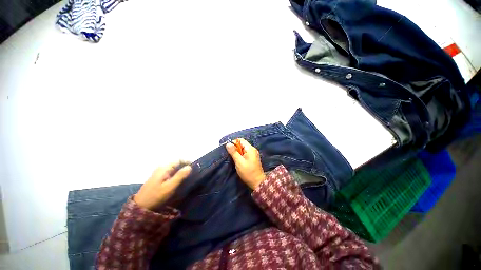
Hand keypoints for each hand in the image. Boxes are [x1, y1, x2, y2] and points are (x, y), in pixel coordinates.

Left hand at [134, 161, 191, 209]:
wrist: (141, 206)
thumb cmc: (156, 196)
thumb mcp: (170, 186)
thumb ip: (180, 176)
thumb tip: (189, 167)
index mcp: (164, 167)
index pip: (179, 159)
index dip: (187, 162)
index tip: (195, 167)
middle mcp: (162, 167)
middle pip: (176, 163)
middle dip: (185, 166)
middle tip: (192, 173)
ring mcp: (159, 172)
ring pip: (174, 168)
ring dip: (181, 170)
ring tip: (188, 177)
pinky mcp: (158, 177)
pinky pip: (170, 172)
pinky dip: (176, 174)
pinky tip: (179, 180)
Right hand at [226, 138, 265, 189]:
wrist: (257, 182)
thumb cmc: (248, 172)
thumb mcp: (239, 162)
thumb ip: (233, 152)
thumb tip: (228, 143)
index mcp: (250, 149)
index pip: (241, 140)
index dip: (234, 143)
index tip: (229, 149)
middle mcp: (253, 149)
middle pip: (242, 144)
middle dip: (235, 148)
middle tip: (231, 155)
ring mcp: (253, 154)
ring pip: (243, 149)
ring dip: (238, 152)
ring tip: (234, 159)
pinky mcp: (253, 158)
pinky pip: (245, 153)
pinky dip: (241, 156)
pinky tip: (238, 161)